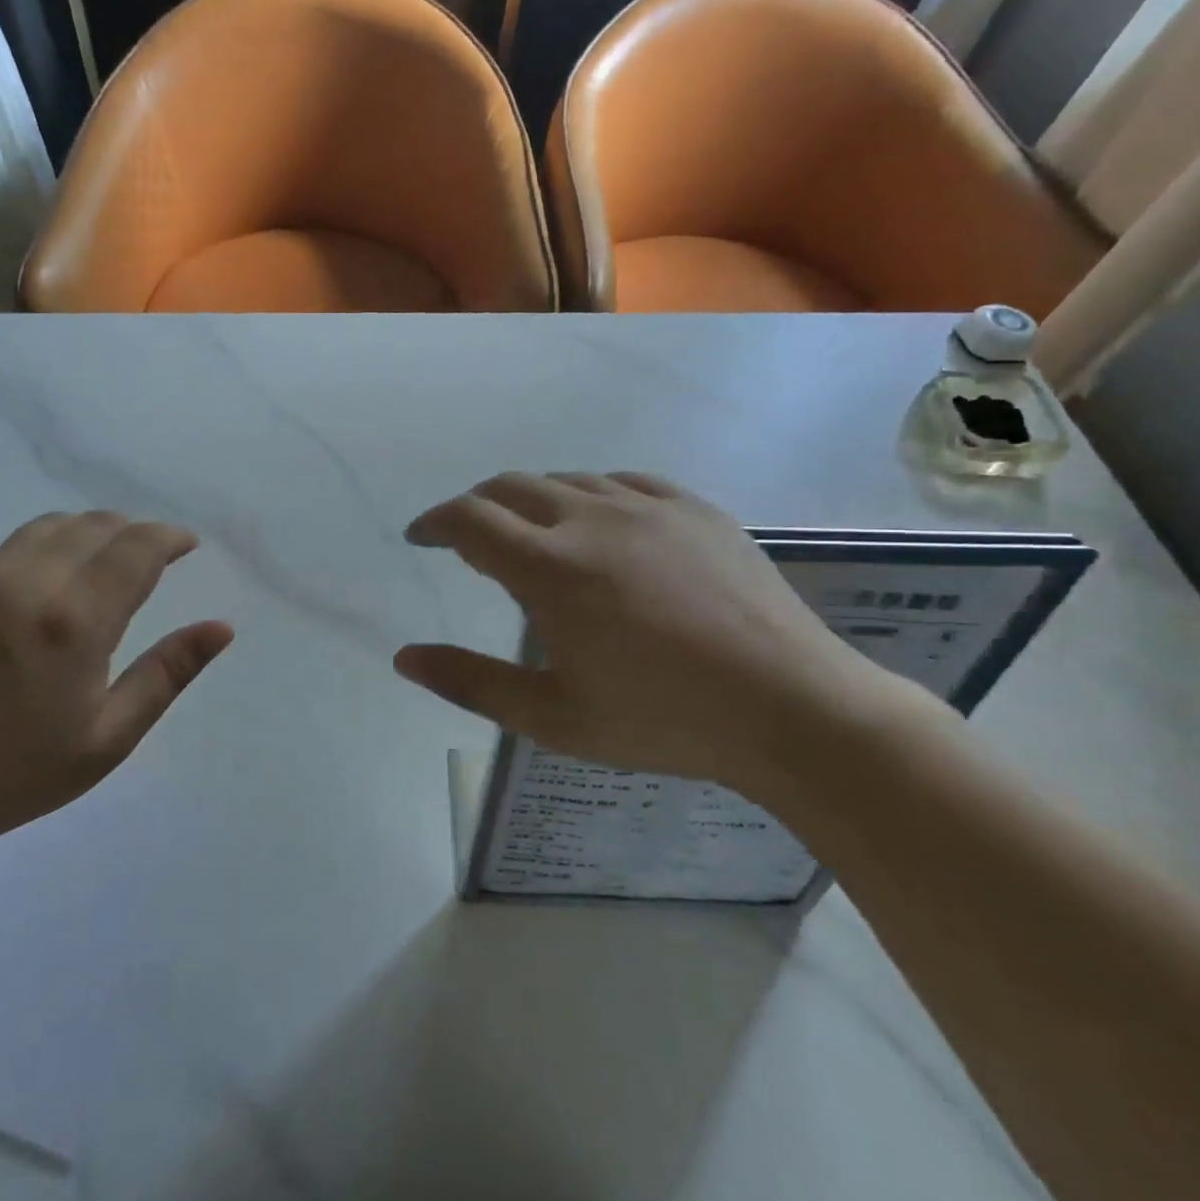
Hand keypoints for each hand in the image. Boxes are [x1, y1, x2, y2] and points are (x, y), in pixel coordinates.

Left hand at [0, 512, 232, 863]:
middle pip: (93, 526)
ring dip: (87, 532)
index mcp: (72, 621)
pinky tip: (40, 592)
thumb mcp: (109, 737)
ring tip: (103, 558)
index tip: (186, 544)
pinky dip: (40, 555)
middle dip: (132, 529)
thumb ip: (167, 673)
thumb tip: (221, 628)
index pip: (135, 550)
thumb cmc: (14, 774)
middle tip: (152, 552)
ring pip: (47, 529)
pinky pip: (4, 553)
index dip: (168, 538)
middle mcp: (23, 583)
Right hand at [394, 472, 904, 797]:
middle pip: (510, 487)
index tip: (421, 537)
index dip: (435, 523)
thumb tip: (404, 658)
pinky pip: (624, 482)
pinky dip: (590, 496)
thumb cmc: (662, 720)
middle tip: (465, 538)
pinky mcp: (695, 510)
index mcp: (551, 568)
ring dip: (531, 501)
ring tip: (532, 536)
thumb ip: (470, 682)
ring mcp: (649, 507)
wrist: (794, 709)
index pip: (469, 520)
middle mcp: (592, 519)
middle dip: (475, 506)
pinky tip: (600, 524)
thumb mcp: (552, 717)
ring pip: (566, 480)